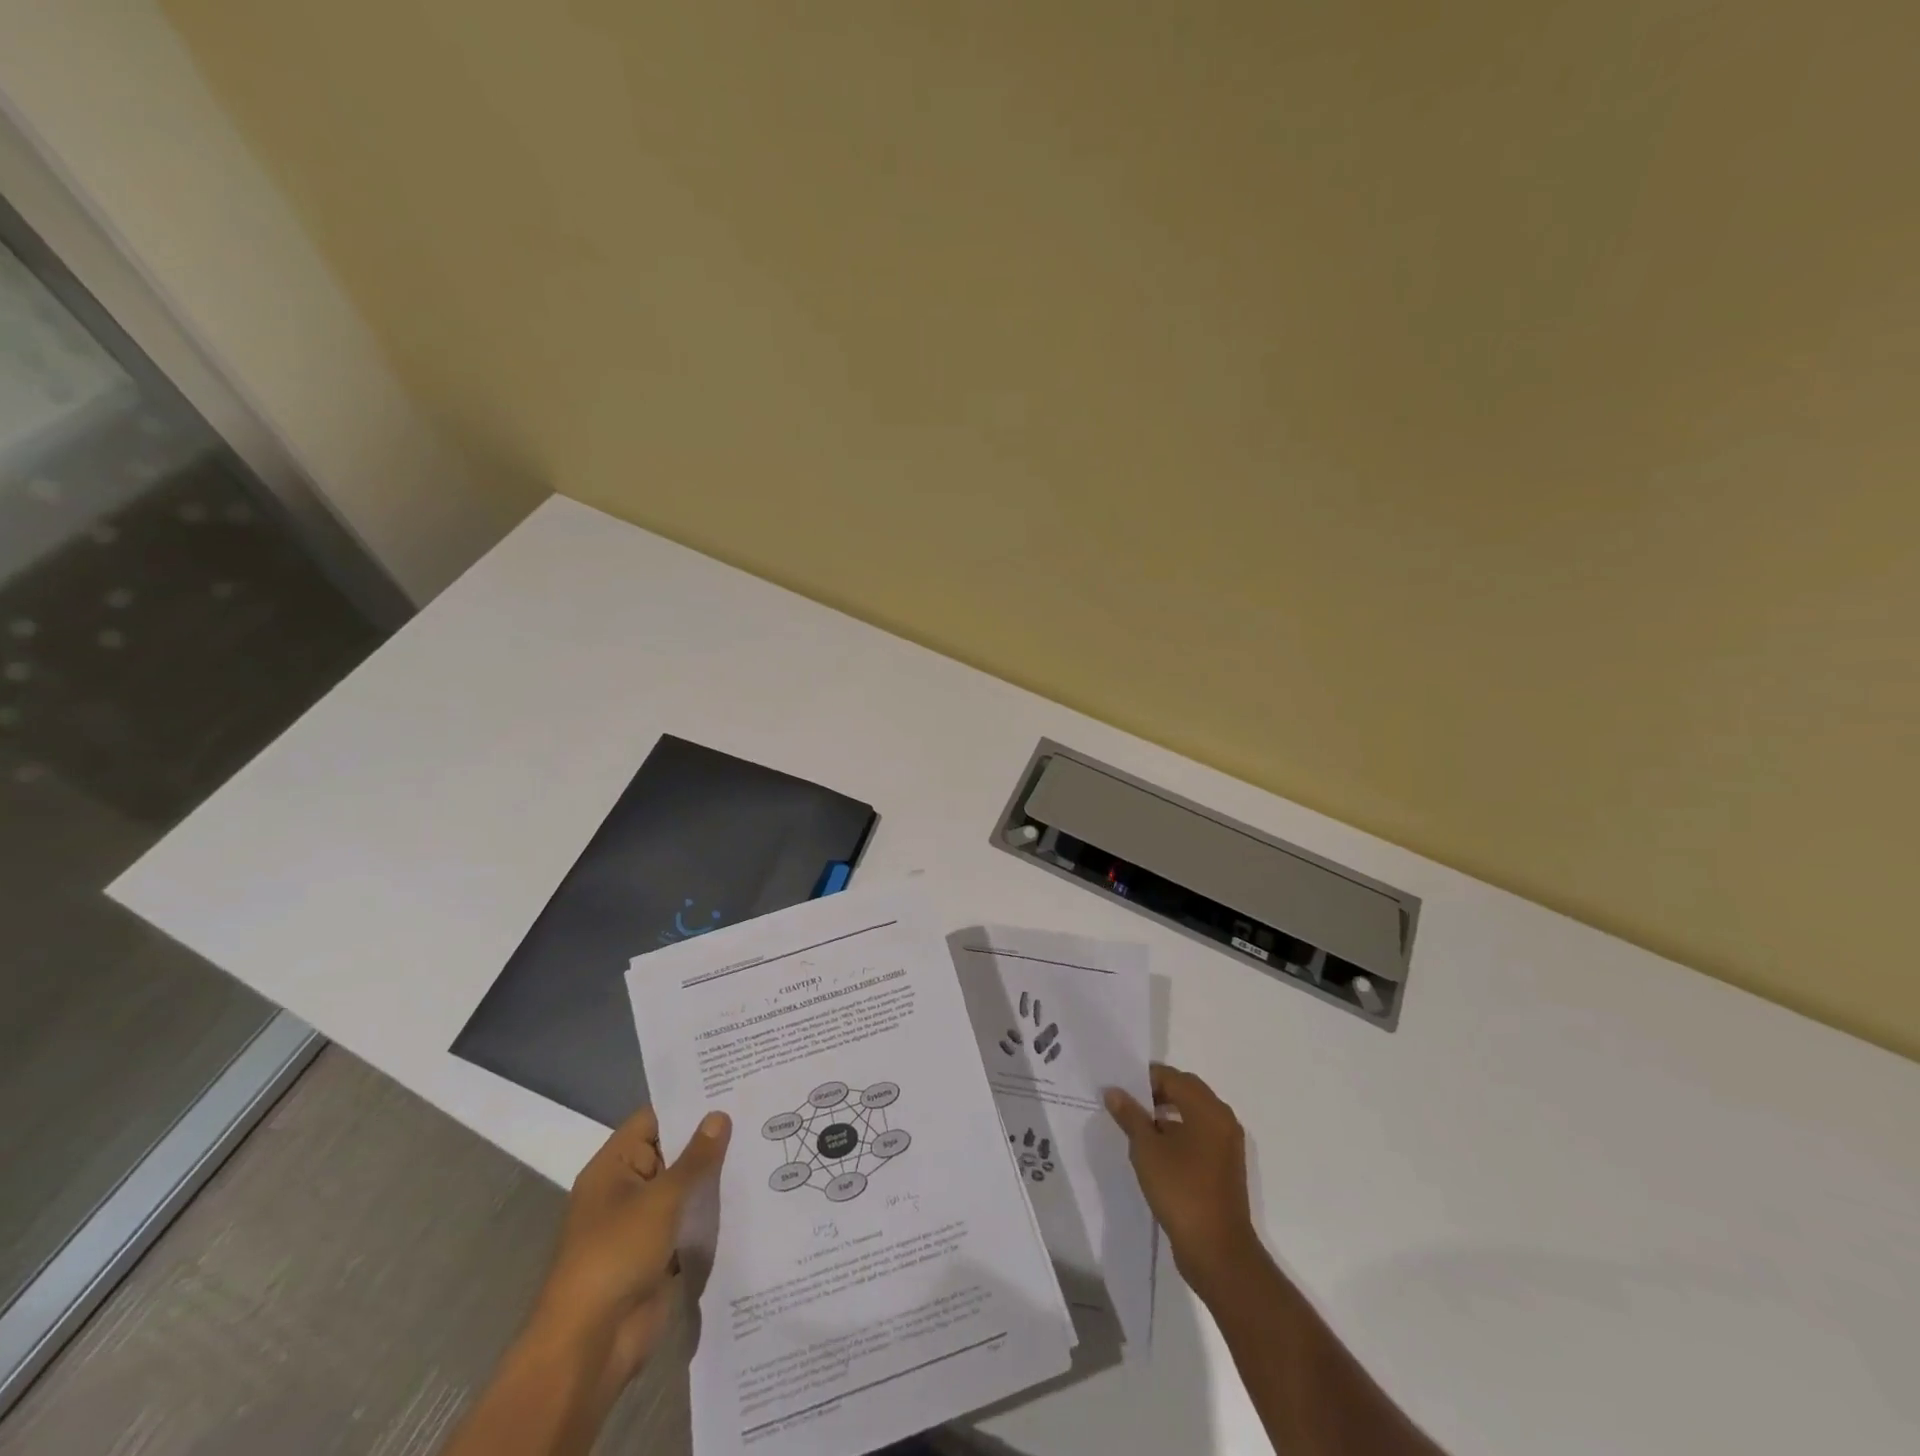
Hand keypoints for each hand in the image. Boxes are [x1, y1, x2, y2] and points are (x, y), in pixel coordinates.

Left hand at [526, 1106, 731, 1405]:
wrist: (591, 1346)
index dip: (690, 1103)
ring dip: (714, 1177)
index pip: (654, 1119)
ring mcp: (642, 1224)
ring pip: (684, 1188)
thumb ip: (695, 1158)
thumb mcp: (661, 1198)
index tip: (731, 1087)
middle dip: (710, 1139)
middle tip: (757, 1112)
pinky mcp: (658, 1254)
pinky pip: (689, 1222)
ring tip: (764, 1146)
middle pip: (672, 1152)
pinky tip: (752, 1195)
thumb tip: (719, 1115)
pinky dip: (712, 1212)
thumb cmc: (617, 1255)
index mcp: (613, 1166)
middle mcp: (625, 1189)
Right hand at [1105, 1063, 1262, 1297]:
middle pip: (1185, 1092)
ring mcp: (1226, 1145)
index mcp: (1208, 1109)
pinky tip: (1154, 1151)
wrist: (1217, 1252)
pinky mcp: (1224, 1168)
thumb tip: (1114, 1092)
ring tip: (1135, 1127)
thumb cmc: (1181, 1191)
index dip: (1145, 1078)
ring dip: (1165, 1115)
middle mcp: (1222, 1120)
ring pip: (1192, 1115)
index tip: (1120, 1087)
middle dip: (1155, 1093)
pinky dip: (1177, 1134)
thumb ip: (1130, 1116)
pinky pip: (1198, 1137)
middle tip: (1126, 1103)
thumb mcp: (1147, 1150)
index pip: (1173, 1077)